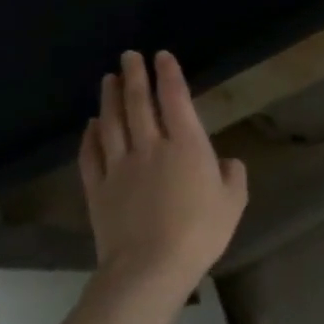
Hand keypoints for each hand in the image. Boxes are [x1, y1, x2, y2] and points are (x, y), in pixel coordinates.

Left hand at [78, 50, 247, 300]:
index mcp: (187, 145)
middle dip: (134, 76)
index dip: (168, 75)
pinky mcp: (98, 189)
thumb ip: (232, 175)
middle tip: (129, 56)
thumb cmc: (200, 231)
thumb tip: (225, 163)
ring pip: (111, 123)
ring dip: (109, 98)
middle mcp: (151, 147)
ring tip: (108, 79)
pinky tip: (91, 125)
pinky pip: (91, 155)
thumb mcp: (233, 201)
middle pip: (138, 103)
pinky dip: (90, 136)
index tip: (162, 56)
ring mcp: (120, 167)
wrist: (149, 268)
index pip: (175, 99)